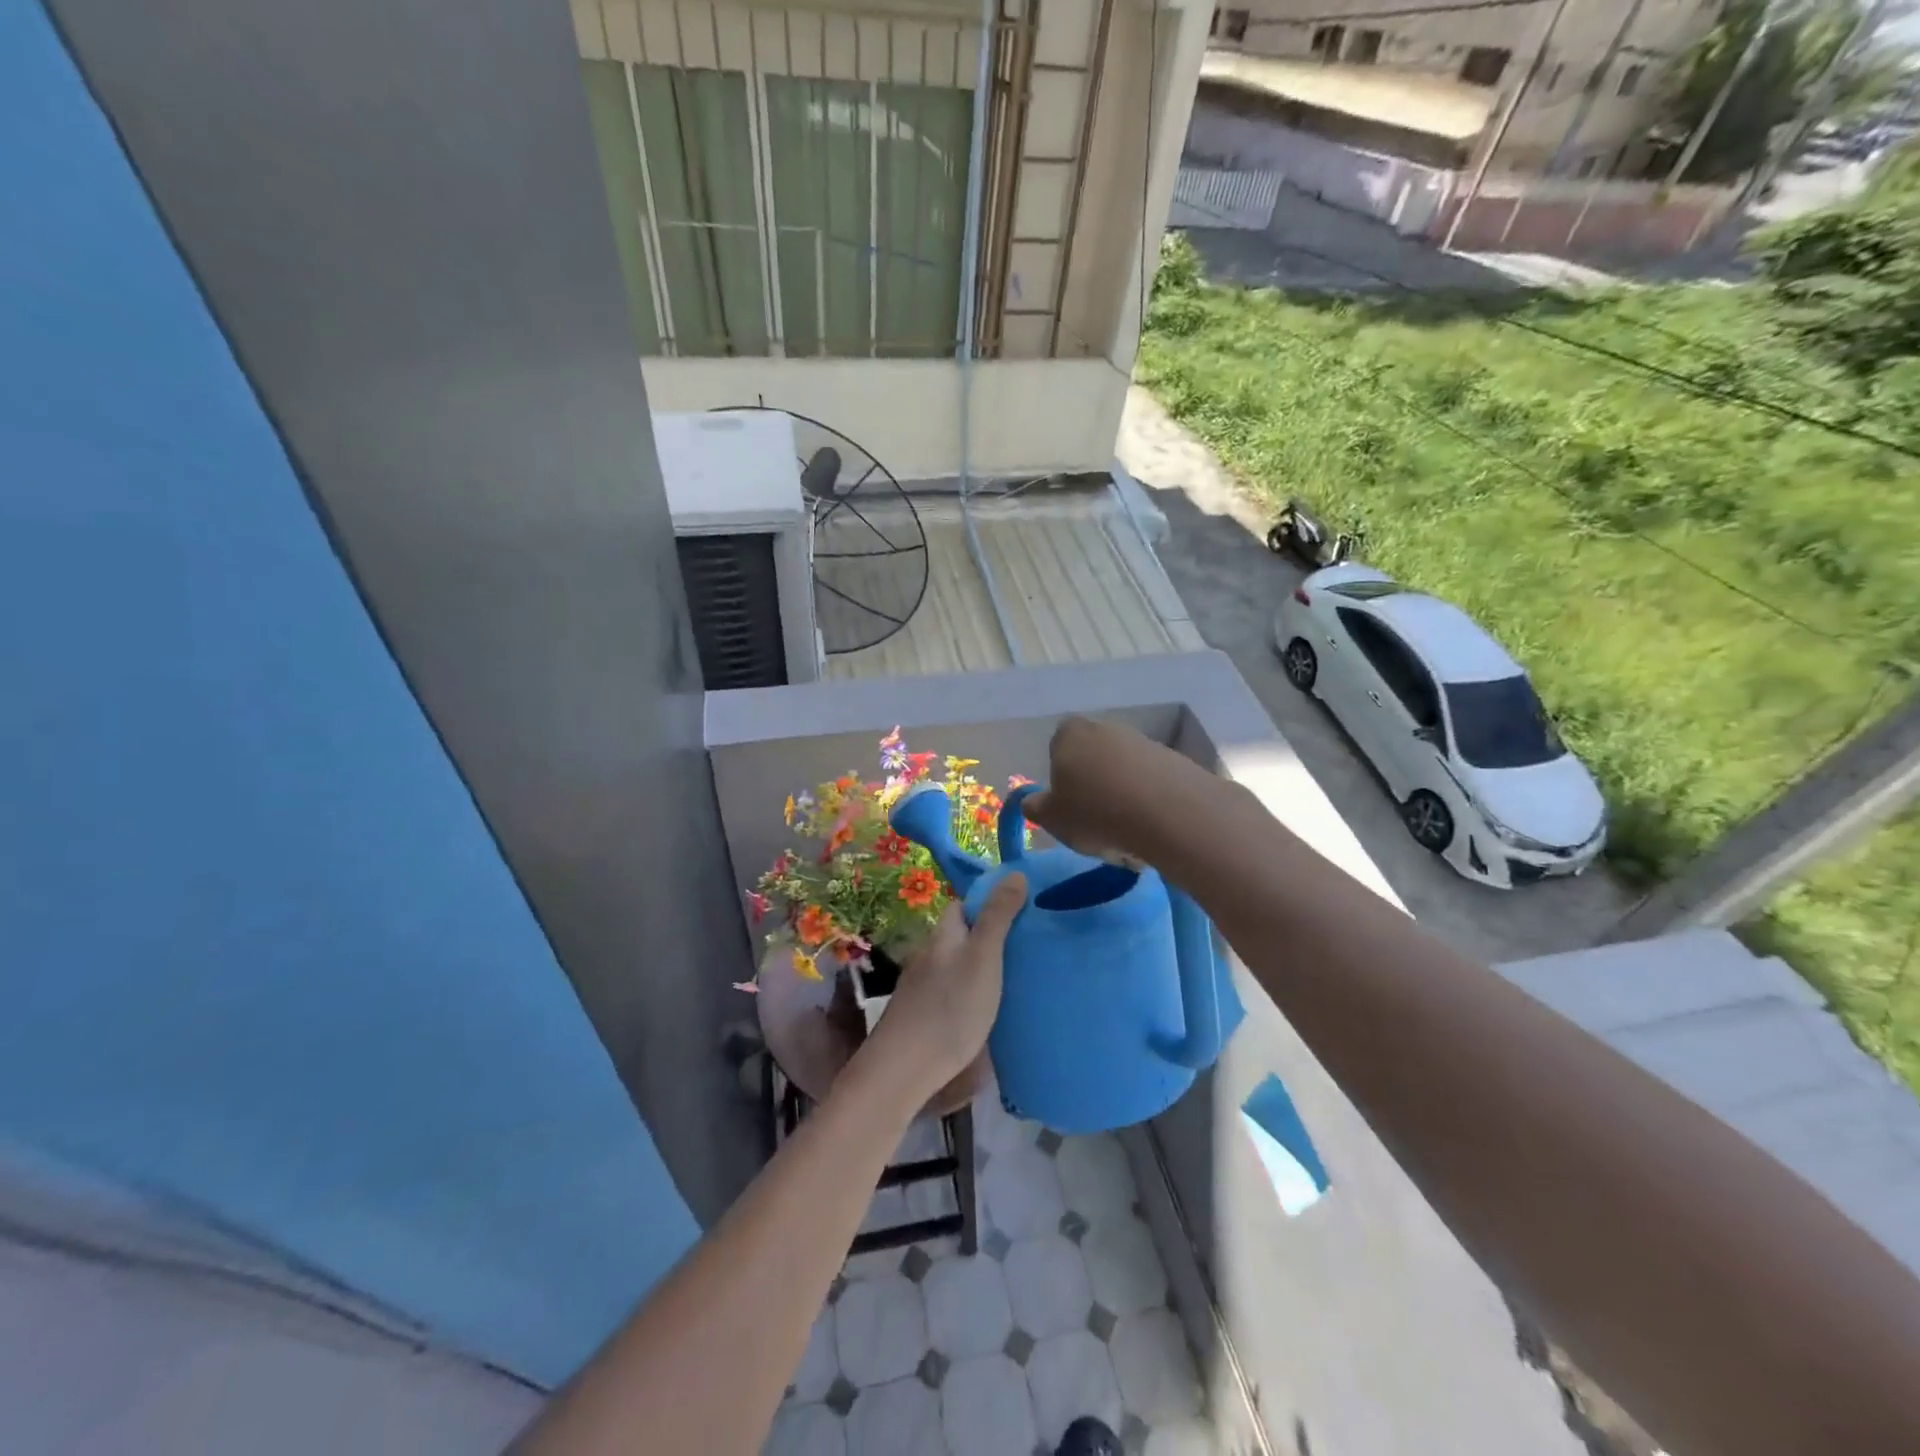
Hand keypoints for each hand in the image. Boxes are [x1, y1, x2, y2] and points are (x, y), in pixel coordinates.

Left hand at [869, 874, 1026, 1096]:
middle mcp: (929, 956)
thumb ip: (997, 917)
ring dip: (981, 969)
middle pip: (960, 937)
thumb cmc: (950, 1007)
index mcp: (943, 935)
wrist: (905, 1069)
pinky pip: (952, 994)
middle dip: (988, 938)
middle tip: (1026, 950)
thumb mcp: (983, 957)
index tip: (1021, 913)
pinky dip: (971, 995)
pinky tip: (988, 1013)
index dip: (988, 903)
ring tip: (1015, 981)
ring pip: (956, 967)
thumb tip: (1014, 873)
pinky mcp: (923, 1017)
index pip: (961, 906)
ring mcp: (922, 988)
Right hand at [1023, 716, 1192, 864]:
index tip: (1067, 806)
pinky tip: (1151, 833)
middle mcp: (1106, 729)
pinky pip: (1151, 786)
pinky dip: (1148, 806)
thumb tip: (1032, 801)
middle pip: (1093, 761)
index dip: (1061, 778)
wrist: (1168, 812)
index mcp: (1070, 734)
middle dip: (1094, 791)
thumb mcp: (1051, 818)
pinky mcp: (1174, 761)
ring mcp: (1143, 742)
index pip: (1057, 748)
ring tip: (1126, 839)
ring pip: (1123, 776)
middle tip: (1095, 827)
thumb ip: (1036, 808)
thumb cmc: (1095, 812)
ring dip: (1122, 803)